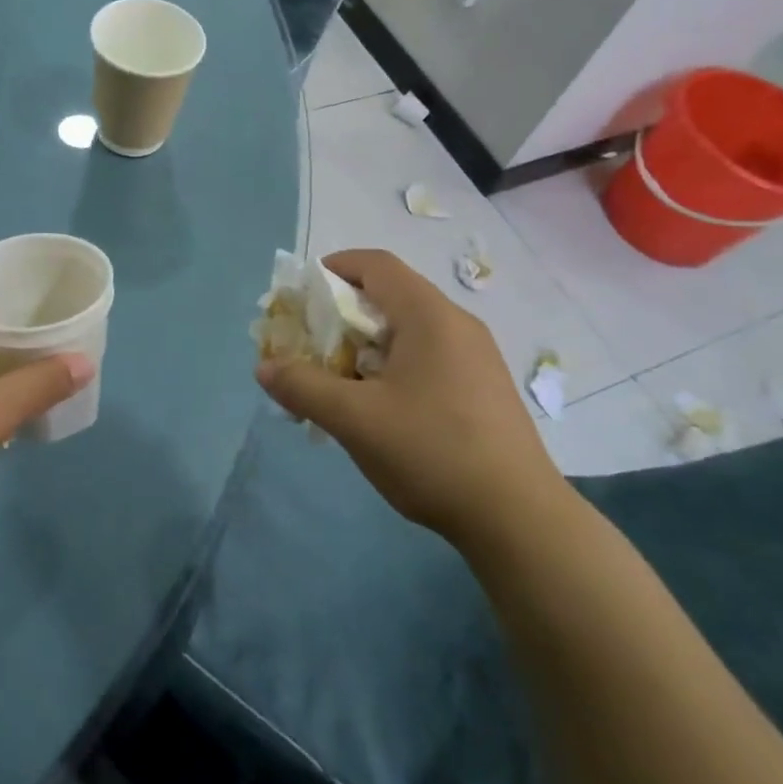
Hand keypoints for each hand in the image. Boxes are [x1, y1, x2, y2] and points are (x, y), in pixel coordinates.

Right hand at [255, 249, 561, 545]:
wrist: (519, 518)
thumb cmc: (432, 452)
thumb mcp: (354, 419)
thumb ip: (303, 386)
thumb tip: (263, 367)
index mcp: (429, 316)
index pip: (376, 265)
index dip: (334, 267)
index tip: (302, 293)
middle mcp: (457, 325)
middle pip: (391, 296)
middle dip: (343, 314)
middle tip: (311, 344)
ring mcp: (476, 357)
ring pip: (408, 330)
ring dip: (366, 344)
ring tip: (339, 380)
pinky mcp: (483, 388)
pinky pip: (427, 357)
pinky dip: (392, 365)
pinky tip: (379, 408)